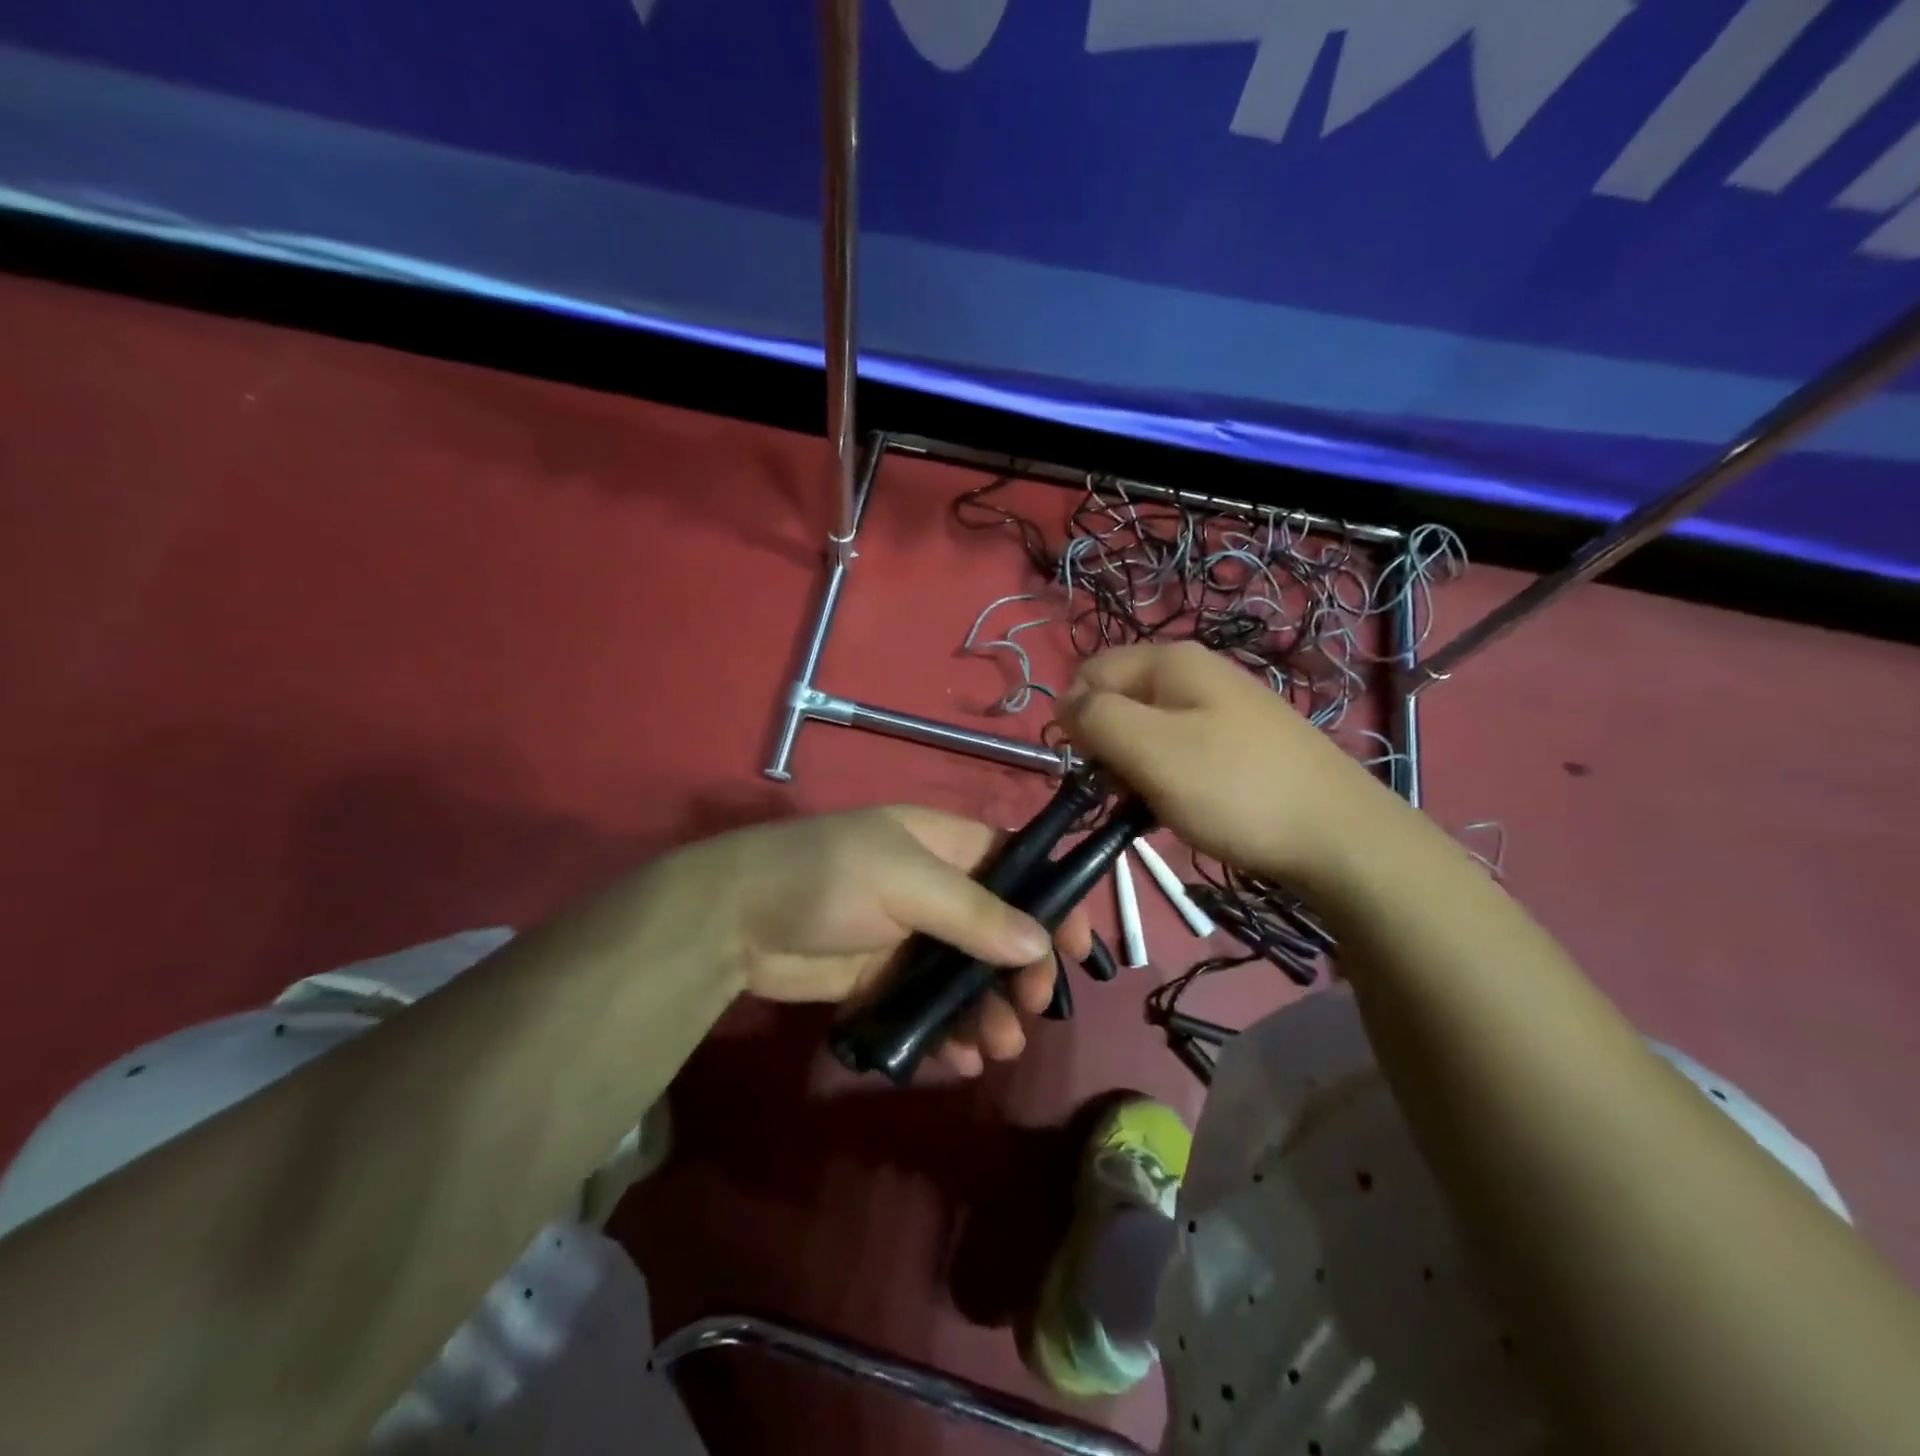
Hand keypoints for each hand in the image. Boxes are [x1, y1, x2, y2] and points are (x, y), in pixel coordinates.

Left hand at [685, 806, 1090, 1077]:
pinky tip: (956, 1061)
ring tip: (996, 1048)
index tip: (1077, 951)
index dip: (1052, 902)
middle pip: (1001, 930)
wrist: (735, 921)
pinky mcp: (885, 981)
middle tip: (1031, 1010)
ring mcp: (910, 938)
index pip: (1017, 866)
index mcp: (944, 845)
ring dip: (989, 1012)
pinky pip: (931, 1008)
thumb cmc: (826, 878)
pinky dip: (948, 1034)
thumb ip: (973, 913)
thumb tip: (1040, 943)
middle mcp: (935, 888)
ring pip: (969, 976)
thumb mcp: (903, 880)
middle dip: (1021, 972)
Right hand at [1058, 642, 1388, 889]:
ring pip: (1146, 732)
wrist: (1339, 837)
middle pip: (1117, 702)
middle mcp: (1195, 673)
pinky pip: (1180, 752)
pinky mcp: (1240, 744)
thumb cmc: (1234, 789)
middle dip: (1107, 748)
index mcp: (1170, 661)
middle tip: (1125, 792)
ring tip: (1154, 806)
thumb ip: (1095, 718)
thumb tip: (1065, 704)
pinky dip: (1168, 780)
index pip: (1087, 675)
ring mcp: (1222, 708)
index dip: (1076, 722)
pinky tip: (1183, 809)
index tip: (1091, 770)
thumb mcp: (1151, 750)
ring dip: (1136, 770)